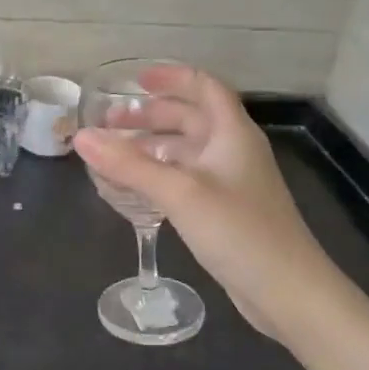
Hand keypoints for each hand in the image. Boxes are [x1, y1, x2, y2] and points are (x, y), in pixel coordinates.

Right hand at [73, 65, 342, 337]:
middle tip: (110, 122)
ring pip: (187, 151)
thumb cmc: (238, 231)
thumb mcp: (179, 193)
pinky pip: (187, 179)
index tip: (135, 81)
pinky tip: (136, 188)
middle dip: (151, 115)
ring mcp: (231, 183)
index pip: (204, 87)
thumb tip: (81, 136)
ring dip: (152, 146)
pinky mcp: (226, 211)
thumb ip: (128, 164)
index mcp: (232, 134)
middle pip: (191, 118)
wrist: (287, 292)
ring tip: (114, 153)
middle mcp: (233, 151)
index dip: (172, 78)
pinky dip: (160, 174)